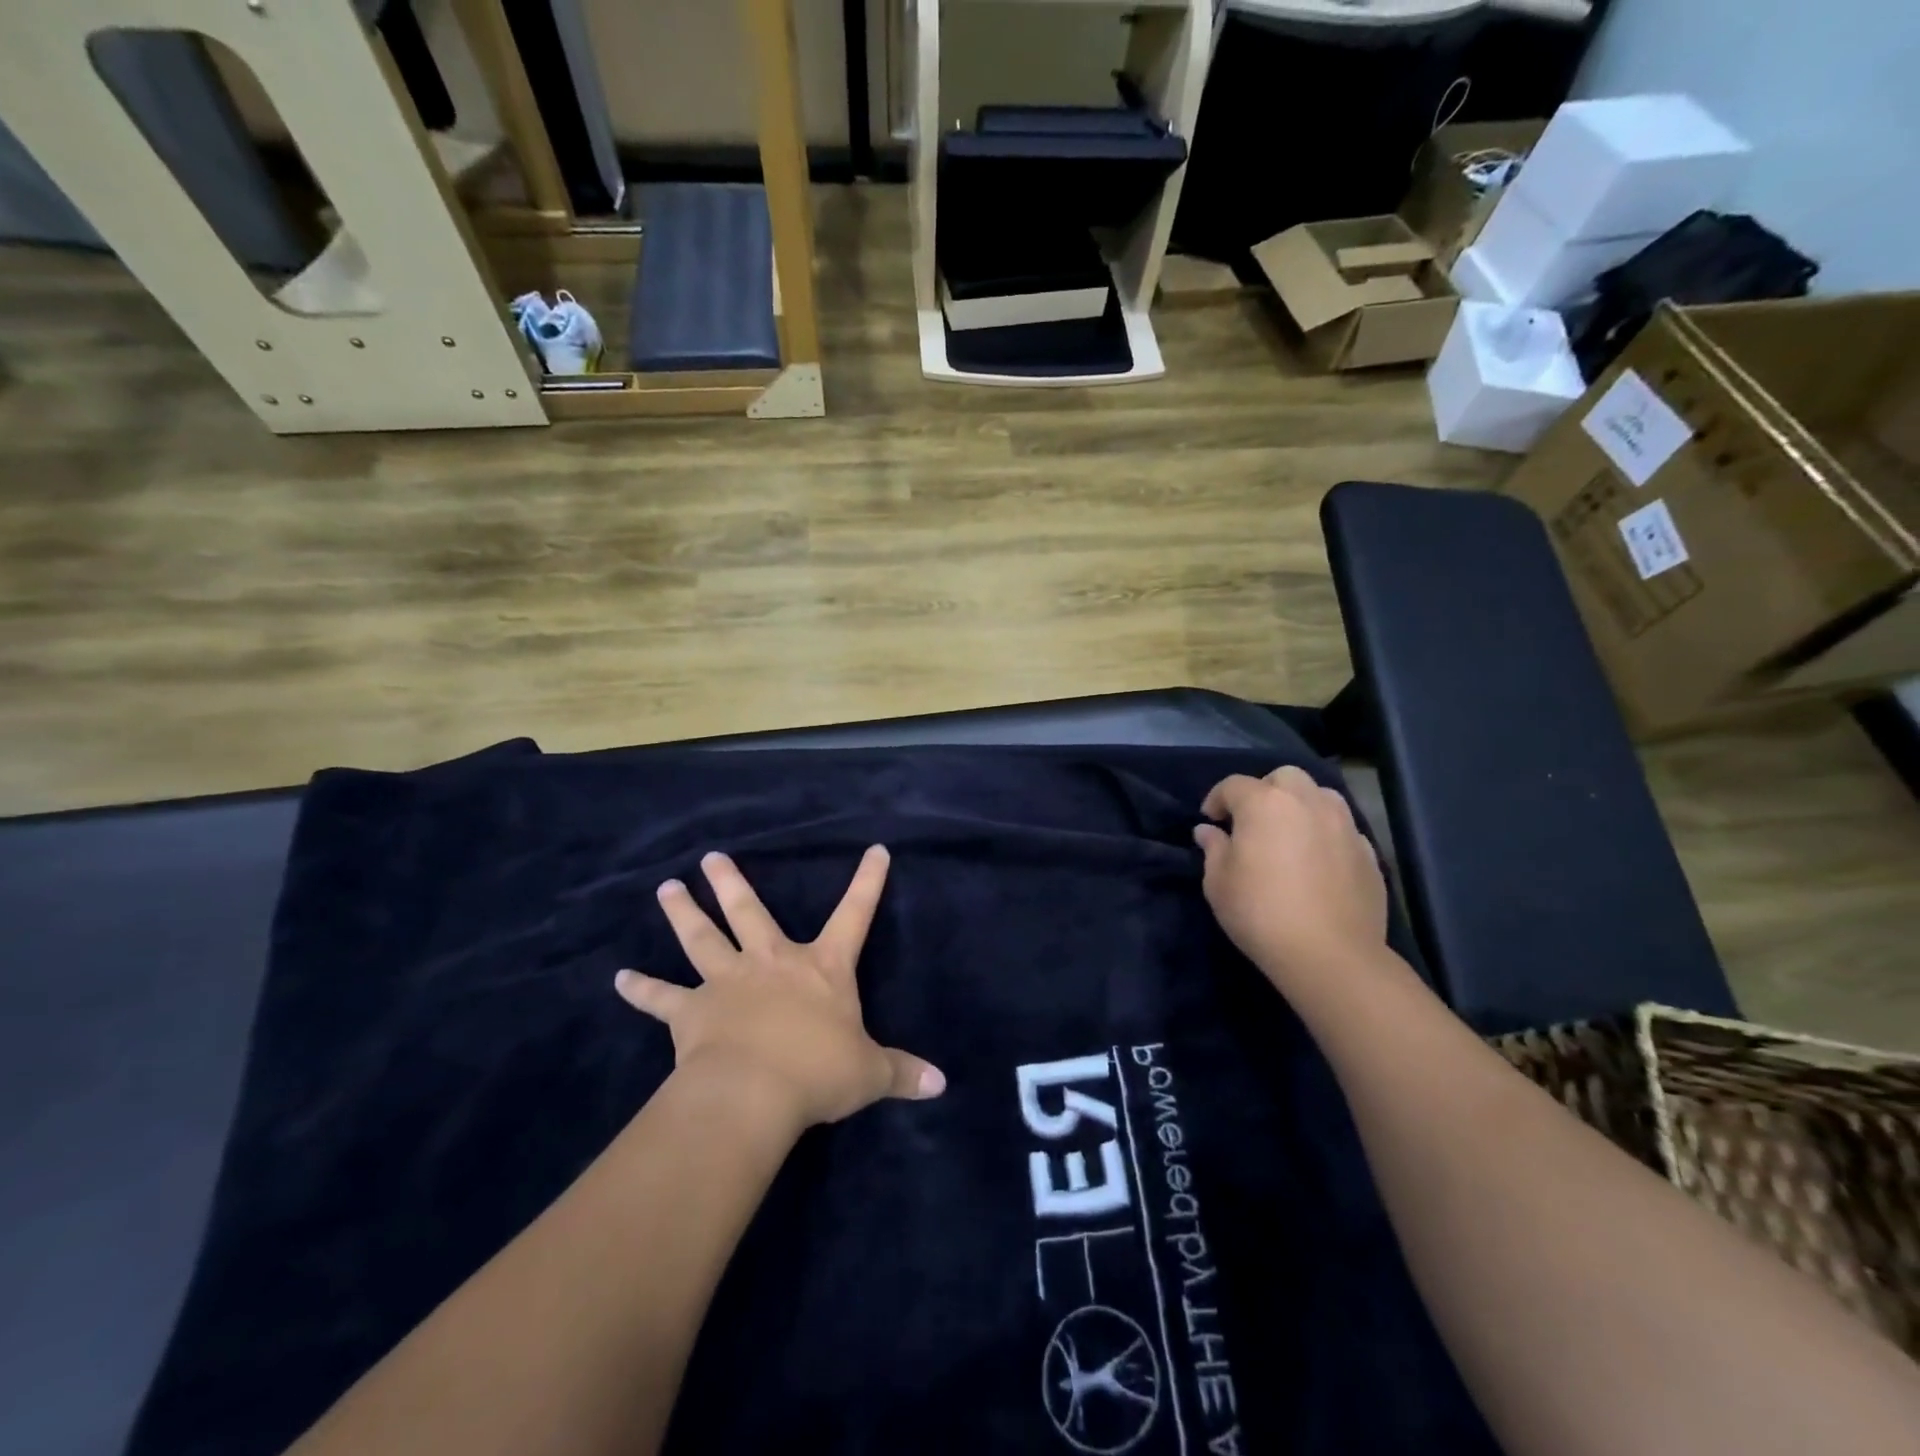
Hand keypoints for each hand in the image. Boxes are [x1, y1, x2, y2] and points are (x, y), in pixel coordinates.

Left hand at [615, 847, 944, 1129]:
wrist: (753, 1093)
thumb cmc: (817, 1072)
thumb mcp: (868, 1073)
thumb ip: (902, 1073)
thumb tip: (942, 1084)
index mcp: (820, 968)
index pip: (854, 914)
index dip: (868, 882)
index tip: (875, 849)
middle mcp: (771, 963)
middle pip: (750, 913)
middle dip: (732, 884)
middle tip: (710, 857)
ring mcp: (727, 982)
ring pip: (702, 938)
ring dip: (683, 913)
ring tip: (666, 887)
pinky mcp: (691, 1013)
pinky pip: (661, 998)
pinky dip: (641, 989)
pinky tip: (619, 980)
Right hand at [1194, 767, 1388, 993]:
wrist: (1330, 955)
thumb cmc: (1260, 913)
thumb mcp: (1218, 883)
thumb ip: (1213, 849)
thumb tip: (1209, 831)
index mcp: (1264, 803)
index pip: (1233, 785)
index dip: (1217, 799)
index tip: (1211, 821)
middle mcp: (1306, 802)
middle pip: (1283, 777)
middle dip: (1264, 790)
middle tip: (1252, 821)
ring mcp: (1343, 824)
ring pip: (1320, 795)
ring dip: (1300, 805)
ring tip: (1289, 833)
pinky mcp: (1368, 851)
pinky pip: (1342, 828)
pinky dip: (1326, 833)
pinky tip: (1317, 860)